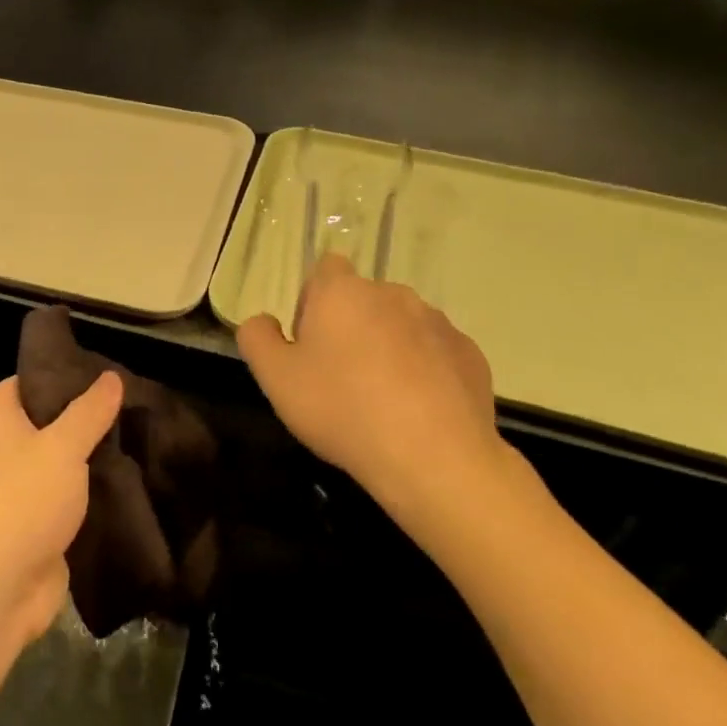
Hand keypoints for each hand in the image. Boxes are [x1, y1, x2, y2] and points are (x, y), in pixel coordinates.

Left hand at [0, 373, 121, 644]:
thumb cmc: (24, 500)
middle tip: (125, 405)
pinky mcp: (33, 525)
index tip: (97, 372)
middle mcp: (0, 450)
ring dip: (88, 457)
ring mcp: (15, 490)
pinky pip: (64, 498)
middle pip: (43, 422)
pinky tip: (123, 482)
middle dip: (81, 416)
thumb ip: (89, 411)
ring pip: (57, 462)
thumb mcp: (63, 446)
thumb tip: (111, 376)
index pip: (23, 381)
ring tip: (133, 439)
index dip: (56, 373)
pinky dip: (88, 492)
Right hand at [237, 254, 531, 521]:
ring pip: (400, 325)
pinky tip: (417, 411)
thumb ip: (257, 338)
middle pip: (362, 300)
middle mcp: (392, 294)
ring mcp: (437, 322)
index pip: (325, 269)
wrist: (433, 457)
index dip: (313, 301)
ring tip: (382, 399)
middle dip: (350, 327)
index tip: (310, 342)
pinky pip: (435, 352)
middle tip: (339, 377)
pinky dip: (424, 371)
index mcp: (342, 292)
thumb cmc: (342, 409)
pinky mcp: (469, 353)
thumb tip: (263, 321)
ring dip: (388, 347)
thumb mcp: (275, 378)